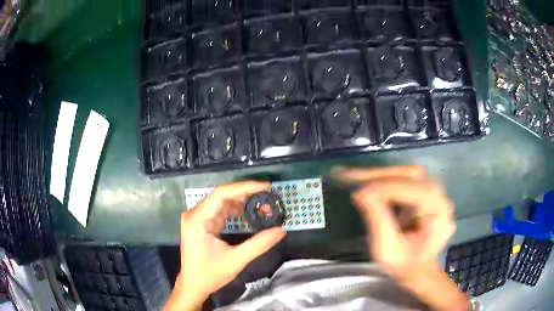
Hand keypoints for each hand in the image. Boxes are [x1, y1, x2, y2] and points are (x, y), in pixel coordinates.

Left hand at [164, 181, 285, 310]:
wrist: (193, 285)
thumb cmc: (210, 274)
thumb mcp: (236, 260)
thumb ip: (259, 244)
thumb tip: (281, 230)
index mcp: (197, 219)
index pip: (221, 194)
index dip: (245, 187)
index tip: (266, 186)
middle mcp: (194, 213)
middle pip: (222, 195)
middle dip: (246, 194)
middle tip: (268, 195)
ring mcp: (197, 218)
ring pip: (221, 202)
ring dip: (241, 202)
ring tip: (262, 203)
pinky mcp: (201, 223)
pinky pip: (220, 211)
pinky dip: (235, 211)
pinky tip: (248, 214)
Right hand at [336, 166, 468, 310]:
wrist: (418, 270)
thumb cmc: (405, 266)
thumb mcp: (388, 250)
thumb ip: (378, 221)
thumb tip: (362, 193)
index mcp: (438, 213)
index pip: (414, 191)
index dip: (386, 189)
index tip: (359, 192)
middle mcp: (440, 197)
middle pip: (410, 175)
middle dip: (379, 176)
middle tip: (350, 176)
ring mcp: (434, 193)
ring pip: (406, 174)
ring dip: (380, 175)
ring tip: (355, 177)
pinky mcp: (424, 193)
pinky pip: (404, 179)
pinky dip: (384, 180)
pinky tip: (367, 181)